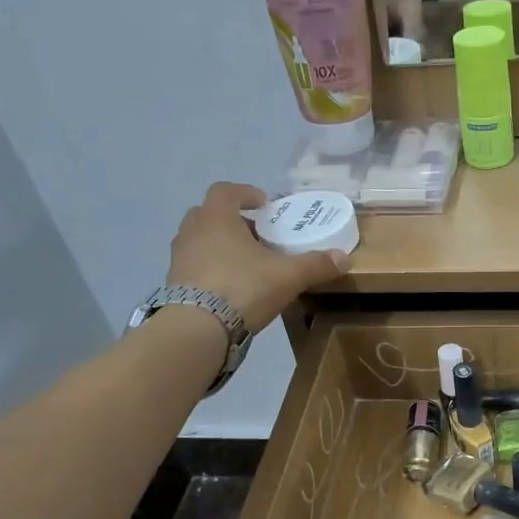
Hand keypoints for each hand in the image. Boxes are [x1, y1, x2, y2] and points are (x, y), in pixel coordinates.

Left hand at [166, 183, 347, 332]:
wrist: (198, 327)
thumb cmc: (243, 288)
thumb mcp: (287, 276)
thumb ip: (315, 265)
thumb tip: (344, 258)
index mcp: (217, 217)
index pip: (226, 191)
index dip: (246, 194)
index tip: (264, 205)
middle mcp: (192, 230)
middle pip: (210, 214)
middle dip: (233, 220)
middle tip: (256, 235)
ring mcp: (179, 257)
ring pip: (200, 240)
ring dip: (220, 245)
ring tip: (244, 262)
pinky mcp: (173, 282)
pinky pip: (194, 266)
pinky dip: (210, 268)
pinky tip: (229, 286)